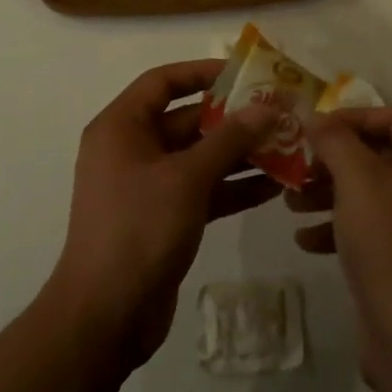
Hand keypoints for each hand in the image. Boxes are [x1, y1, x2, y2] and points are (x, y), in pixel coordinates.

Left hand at [46, 61, 280, 366]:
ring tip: (286, 146)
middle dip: (232, 118)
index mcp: (121, 127)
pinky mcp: (163, 218)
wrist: (105, 318)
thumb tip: (267, 106)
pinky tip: (273, 186)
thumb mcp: (187, 178)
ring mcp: (147, 186)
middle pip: (186, 119)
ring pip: (198, 157)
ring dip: (239, 153)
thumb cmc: (139, 229)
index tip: (244, 73)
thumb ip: (229, 139)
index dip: (202, 72)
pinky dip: (232, 186)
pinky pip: (202, 189)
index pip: (162, 82)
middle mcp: (131, 149)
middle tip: (278, 113)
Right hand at [290, 108, 391, 381]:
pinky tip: (306, 238)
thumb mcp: (355, 178)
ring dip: (330, 192)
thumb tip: (315, 116)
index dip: (351, 117)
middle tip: (299, 166)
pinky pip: (375, 225)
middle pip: (380, 153)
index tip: (314, 129)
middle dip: (334, 160)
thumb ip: (333, 139)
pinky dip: (342, 225)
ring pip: (372, 190)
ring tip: (291, 202)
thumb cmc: (387, 240)